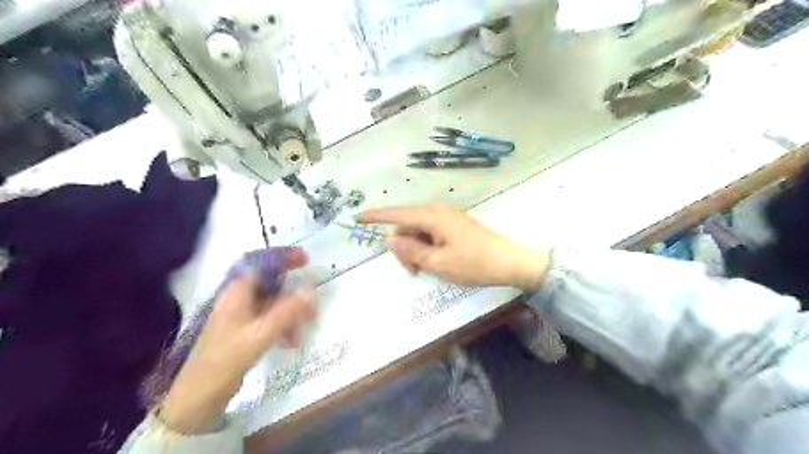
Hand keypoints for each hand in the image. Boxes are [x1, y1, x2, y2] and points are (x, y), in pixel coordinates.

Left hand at [160, 250, 314, 433]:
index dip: (282, 256)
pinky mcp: (244, 331)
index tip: (305, 258)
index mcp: (237, 292)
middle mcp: (238, 299)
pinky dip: (284, 324)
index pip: (260, 261)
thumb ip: (287, 311)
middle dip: (293, 287)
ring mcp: (241, 315)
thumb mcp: (260, 334)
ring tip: (309, 321)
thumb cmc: (226, 359)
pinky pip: (270, 318)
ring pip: (272, 301)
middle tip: (313, 292)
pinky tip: (293, 340)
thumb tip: (312, 290)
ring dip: (292, 309)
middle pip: (270, 281)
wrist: (198, 396)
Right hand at [359, 206, 549, 290]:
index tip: (357, 218)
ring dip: (416, 250)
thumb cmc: (474, 264)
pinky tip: (435, 262)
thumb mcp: (438, 263)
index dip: (376, 216)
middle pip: (407, 226)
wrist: (511, 263)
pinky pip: (431, 234)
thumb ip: (410, 250)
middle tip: (413, 271)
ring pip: (419, 231)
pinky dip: (427, 248)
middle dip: (403, 248)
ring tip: (426, 270)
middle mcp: (438, 212)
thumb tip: (389, 239)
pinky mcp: (455, 226)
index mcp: (432, 217)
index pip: (397, 214)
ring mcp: (448, 218)